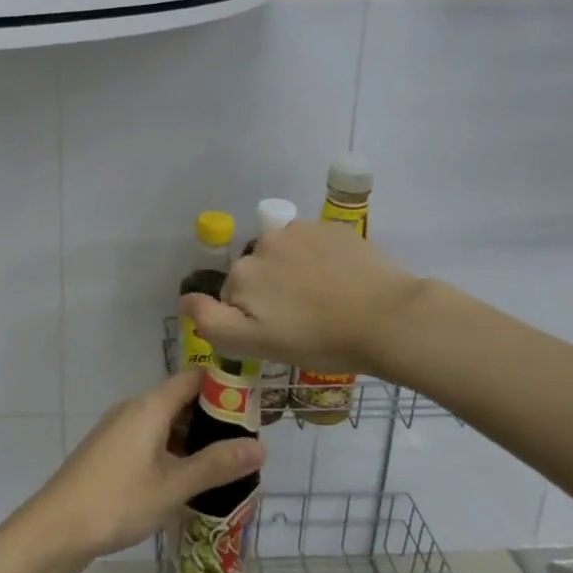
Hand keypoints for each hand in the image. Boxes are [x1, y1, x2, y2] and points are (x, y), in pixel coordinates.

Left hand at [20, 373, 263, 571]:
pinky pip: (149, 441)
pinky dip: (172, 452)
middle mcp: (133, 409)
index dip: (223, 386)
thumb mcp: (174, 485)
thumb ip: (217, 465)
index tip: (253, 406)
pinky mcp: (109, 453)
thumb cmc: (118, 501)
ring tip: (225, 466)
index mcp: (149, 406)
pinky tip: (187, 481)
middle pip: (180, 401)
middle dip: (213, 419)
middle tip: (246, 444)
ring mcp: (118, 431)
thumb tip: (261, 446)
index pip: (193, 378)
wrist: (56, 529)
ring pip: (164, 424)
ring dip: (192, 439)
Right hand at [181, 220, 422, 376]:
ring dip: (294, 273)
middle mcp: (264, 242)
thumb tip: (184, 298)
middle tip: (304, 320)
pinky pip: (313, 245)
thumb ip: (212, 321)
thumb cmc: (319, 340)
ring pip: (285, 255)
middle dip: (272, 291)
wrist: (388, 319)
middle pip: (258, 271)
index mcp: (243, 272)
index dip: (252, 317)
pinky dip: (320, 260)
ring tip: (325, 300)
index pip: (233, 295)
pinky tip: (341, 282)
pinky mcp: (333, 228)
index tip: (280, 333)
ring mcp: (301, 230)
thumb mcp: (256, 344)